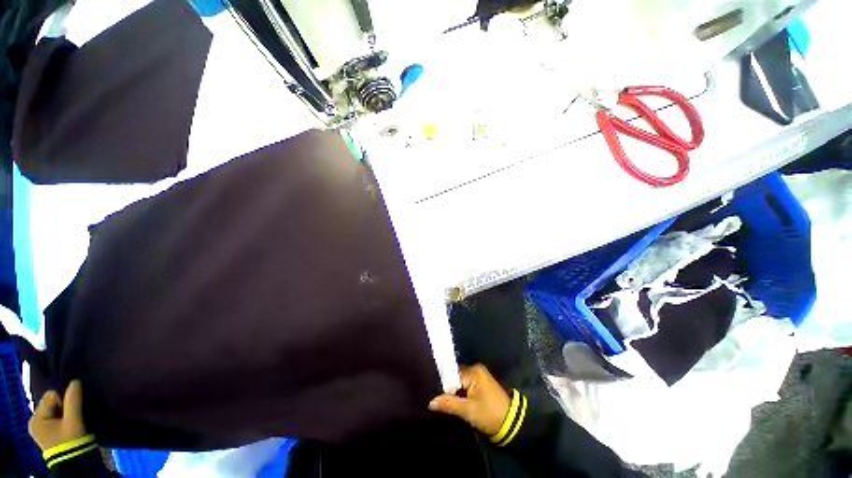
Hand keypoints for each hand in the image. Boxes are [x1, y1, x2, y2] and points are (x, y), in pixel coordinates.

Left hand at [29, 380, 88, 450]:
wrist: (74, 463)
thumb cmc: (71, 440)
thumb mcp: (74, 420)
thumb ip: (73, 399)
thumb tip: (76, 381)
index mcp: (36, 418)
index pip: (51, 396)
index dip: (64, 402)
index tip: (70, 415)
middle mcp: (34, 421)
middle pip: (52, 403)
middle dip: (64, 409)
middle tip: (71, 421)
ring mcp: (40, 428)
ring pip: (55, 410)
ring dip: (65, 414)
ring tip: (71, 425)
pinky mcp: (47, 432)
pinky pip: (54, 417)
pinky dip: (63, 420)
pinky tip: (68, 428)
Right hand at [428, 364, 510, 435]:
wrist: (512, 424)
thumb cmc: (490, 414)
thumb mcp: (468, 411)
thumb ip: (448, 404)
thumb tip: (431, 402)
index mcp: (473, 371)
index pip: (451, 375)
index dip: (444, 387)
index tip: (436, 397)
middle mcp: (476, 369)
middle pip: (455, 377)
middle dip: (448, 389)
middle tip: (439, 401)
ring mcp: (479, 375)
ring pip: (460, 382)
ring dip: (454, 392)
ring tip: (445, 402)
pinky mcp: (481, 383)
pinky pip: (466, 385)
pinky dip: (461, 393)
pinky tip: (455, 401)